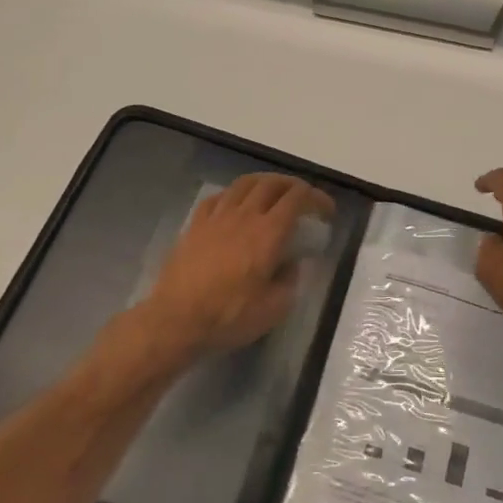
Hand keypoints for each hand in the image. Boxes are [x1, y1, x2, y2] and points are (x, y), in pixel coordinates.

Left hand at [142, 174, 334, 358]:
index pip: (297, 199)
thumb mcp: (274, 309)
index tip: (326, 210)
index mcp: (268, 233)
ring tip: (272, 193)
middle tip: (302, 197)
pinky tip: (235, 204)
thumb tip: (292, 264)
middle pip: (271, 183)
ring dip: (263, 182)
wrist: (176, 320)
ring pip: (243, 184)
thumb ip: (289, 281)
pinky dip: (234, 194)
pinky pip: (217, 197)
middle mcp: (243, 216)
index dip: (316, 198)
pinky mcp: (195, 225)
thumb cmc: (229, 316)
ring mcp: (216, 217)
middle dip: (292, 185)